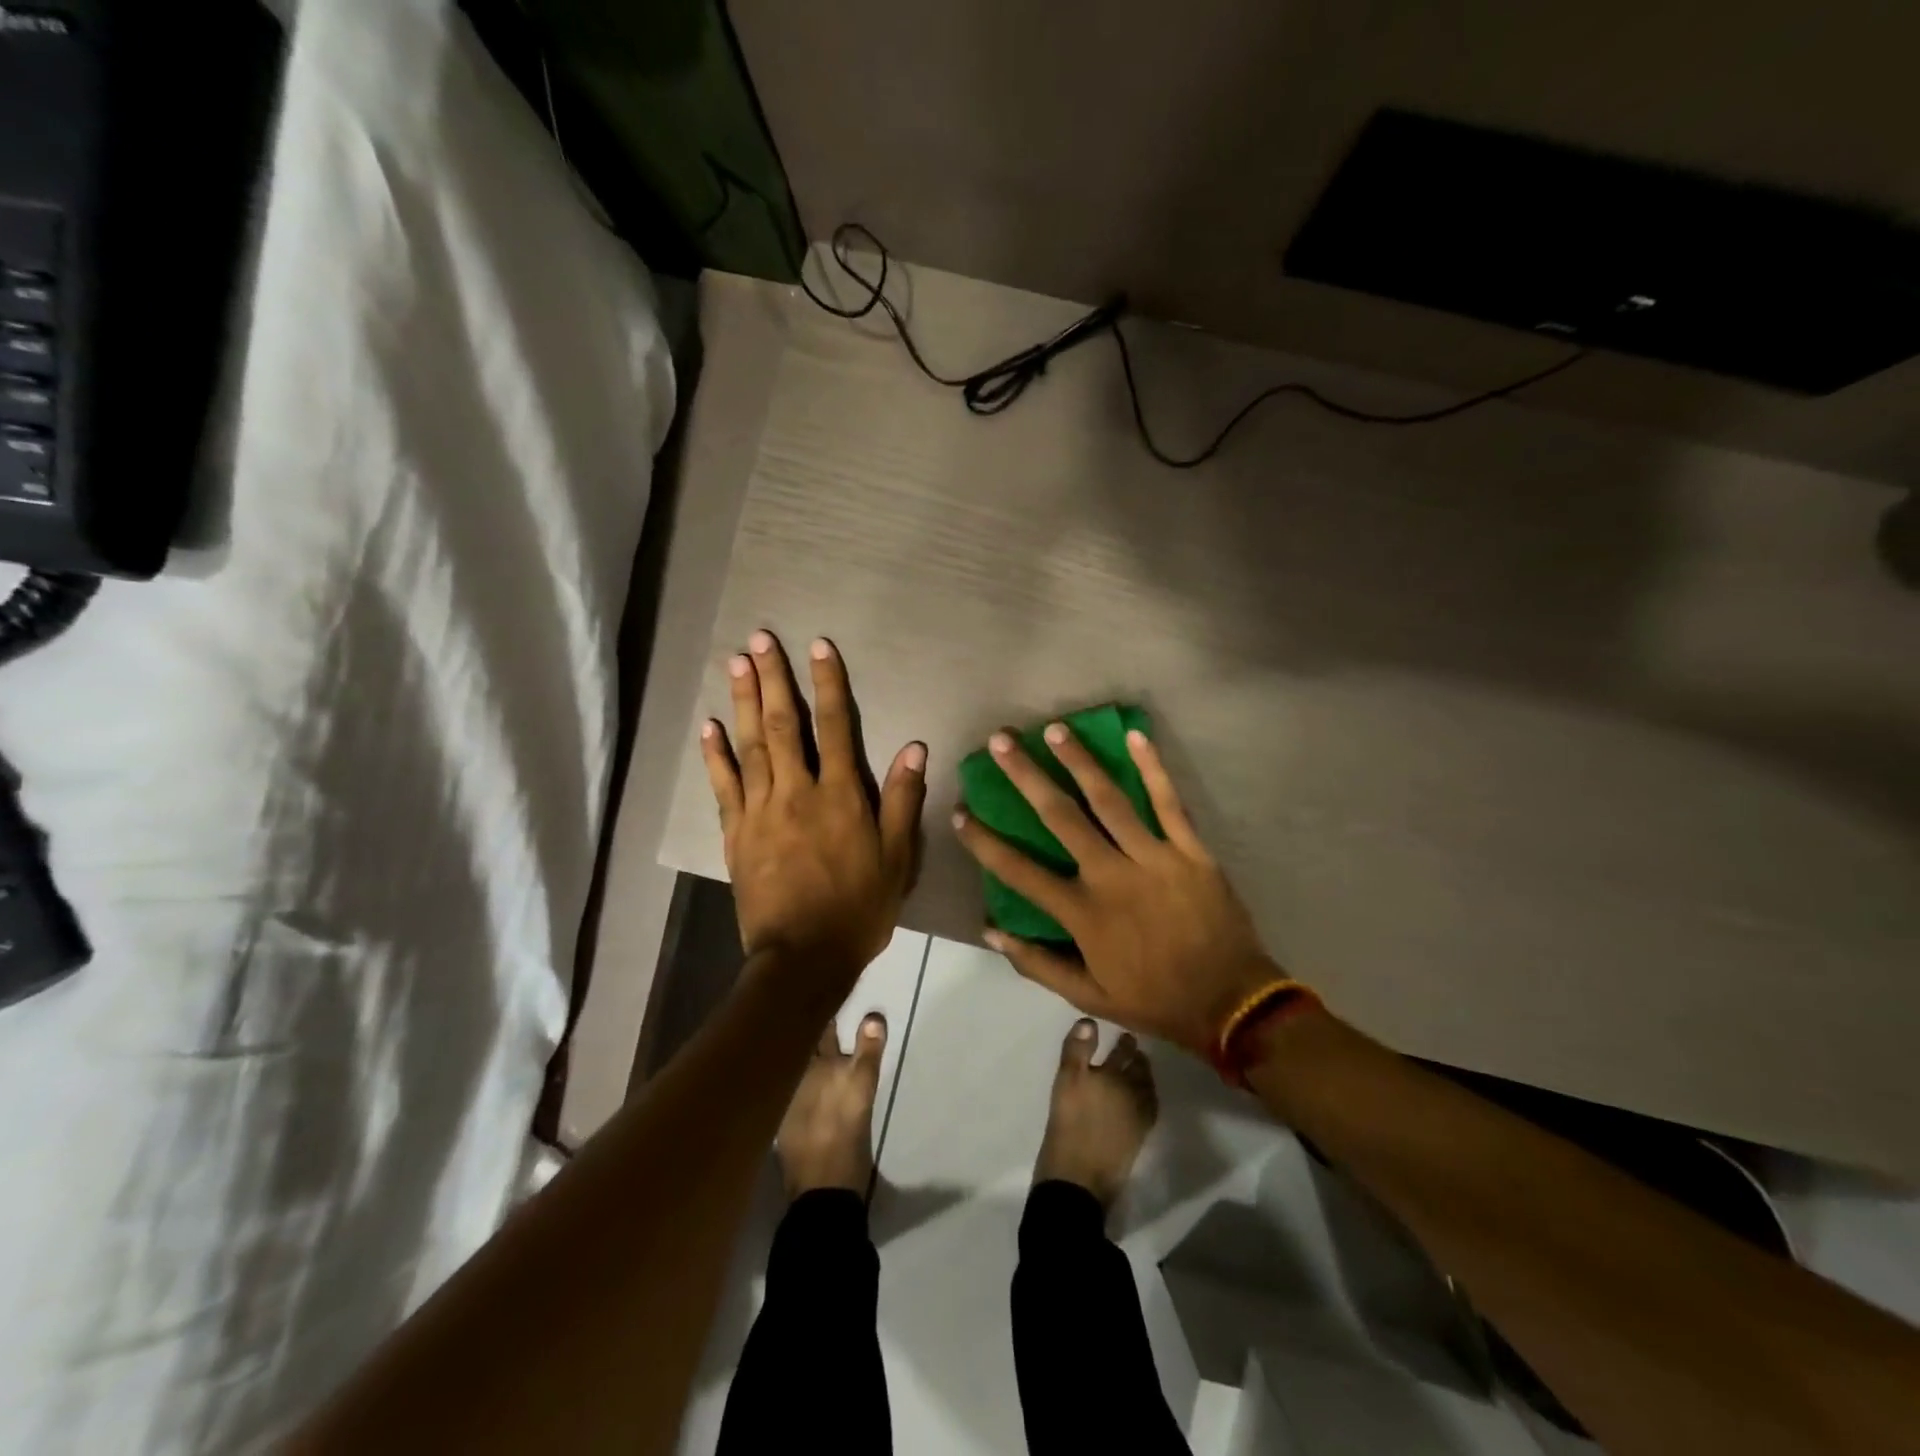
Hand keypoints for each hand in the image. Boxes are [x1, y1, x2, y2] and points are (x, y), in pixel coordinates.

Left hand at [702, 631, 926, 988]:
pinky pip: (723, 786)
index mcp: (840, 795)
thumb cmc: (860, 907)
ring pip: (749, 746)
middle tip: (759, 639)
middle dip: (772, 678)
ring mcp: (760, 811)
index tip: (818, 647)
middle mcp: (797, 792)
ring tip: (735, 663)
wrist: (804, 957)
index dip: (827, 684)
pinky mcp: (736, 834)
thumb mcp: (897, 857)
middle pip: (782, 725)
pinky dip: (715, 755)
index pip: (834, 726)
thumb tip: (914, 746)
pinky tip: (708, 727)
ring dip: (741, 701)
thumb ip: (902, 799)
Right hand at [952, 724, 1276, 1054]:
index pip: (1020, 871)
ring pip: (1110, 799)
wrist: (1231, 1003)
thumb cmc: (1155, 999)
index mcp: (1083, 913)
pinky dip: (1153, 768)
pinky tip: (1134, 735)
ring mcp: (1153, 857)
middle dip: (1027, 776)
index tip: (960, 812)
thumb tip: (990, 930)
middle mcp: (1111, 876)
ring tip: (1054, 729)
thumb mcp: (1088, 996)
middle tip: (1002, 741)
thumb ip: (1037, 963)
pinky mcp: (1190, 850)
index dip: (985, 842)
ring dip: (1079, 761)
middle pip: (1060, 817)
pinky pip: (1169, 802)